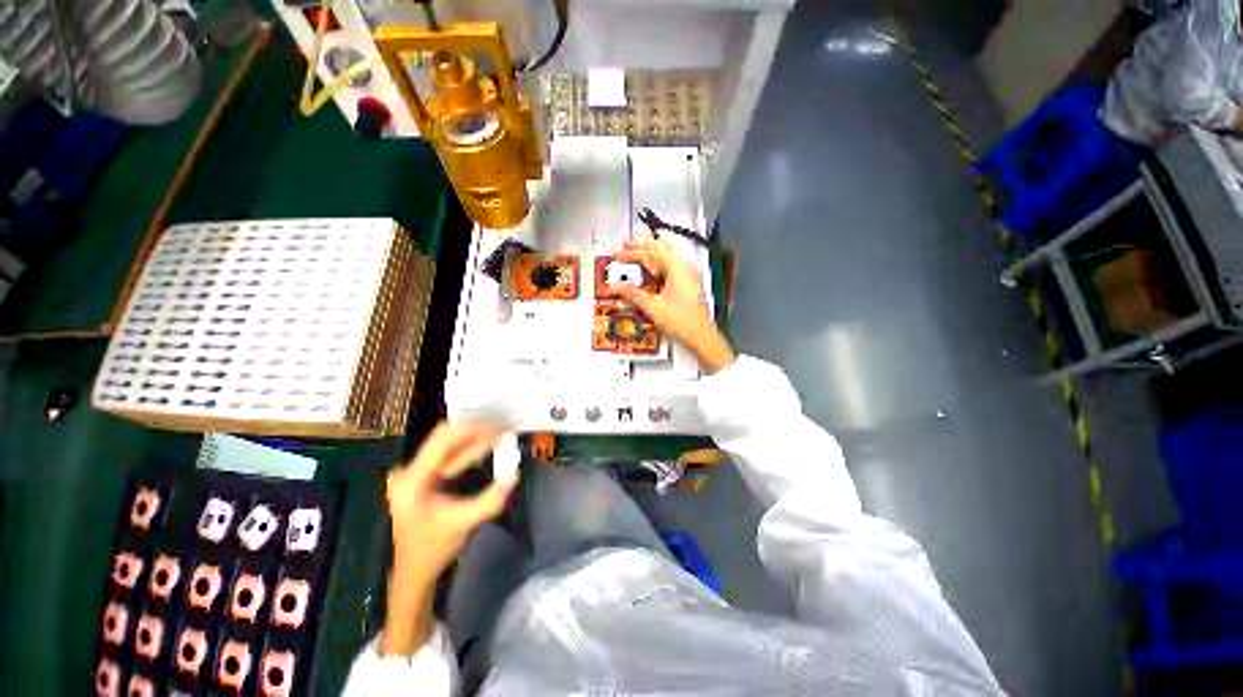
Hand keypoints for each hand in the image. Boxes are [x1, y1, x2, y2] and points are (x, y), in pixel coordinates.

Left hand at [381, 423, 515, 656]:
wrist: (413, 570)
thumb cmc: (434, 549)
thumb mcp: (464, 523)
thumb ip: (490, 500)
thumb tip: (515, 475)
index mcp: (413, 480)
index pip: (442, 439)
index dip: (472, 430)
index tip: (498, 430)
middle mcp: (409, 471)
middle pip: (446, 440)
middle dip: (478, 434)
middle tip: (504, 433)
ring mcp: (413, 474)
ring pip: (449, 447)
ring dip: (476, 442)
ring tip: (501, 439)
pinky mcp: (421, 478)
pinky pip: (448, 457)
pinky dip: (469, 452)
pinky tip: (486, 451)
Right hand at [614, 240, 735, 373]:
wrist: (701, 338)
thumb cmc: (679, 321)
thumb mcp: (653, 307)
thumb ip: (633, 294)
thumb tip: (614, 286)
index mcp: (677, 268)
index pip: (653, 250)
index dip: (634, 250)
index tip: (618, 255)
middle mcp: (682, 268)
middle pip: (659, 251)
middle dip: (640, 250)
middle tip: (623, 251)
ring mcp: (685, 277)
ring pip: (664, 261)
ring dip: (647, 260)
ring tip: (631, 260)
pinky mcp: (685, 287)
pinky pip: (667, 272)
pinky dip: (654, 270)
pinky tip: (645, 276)